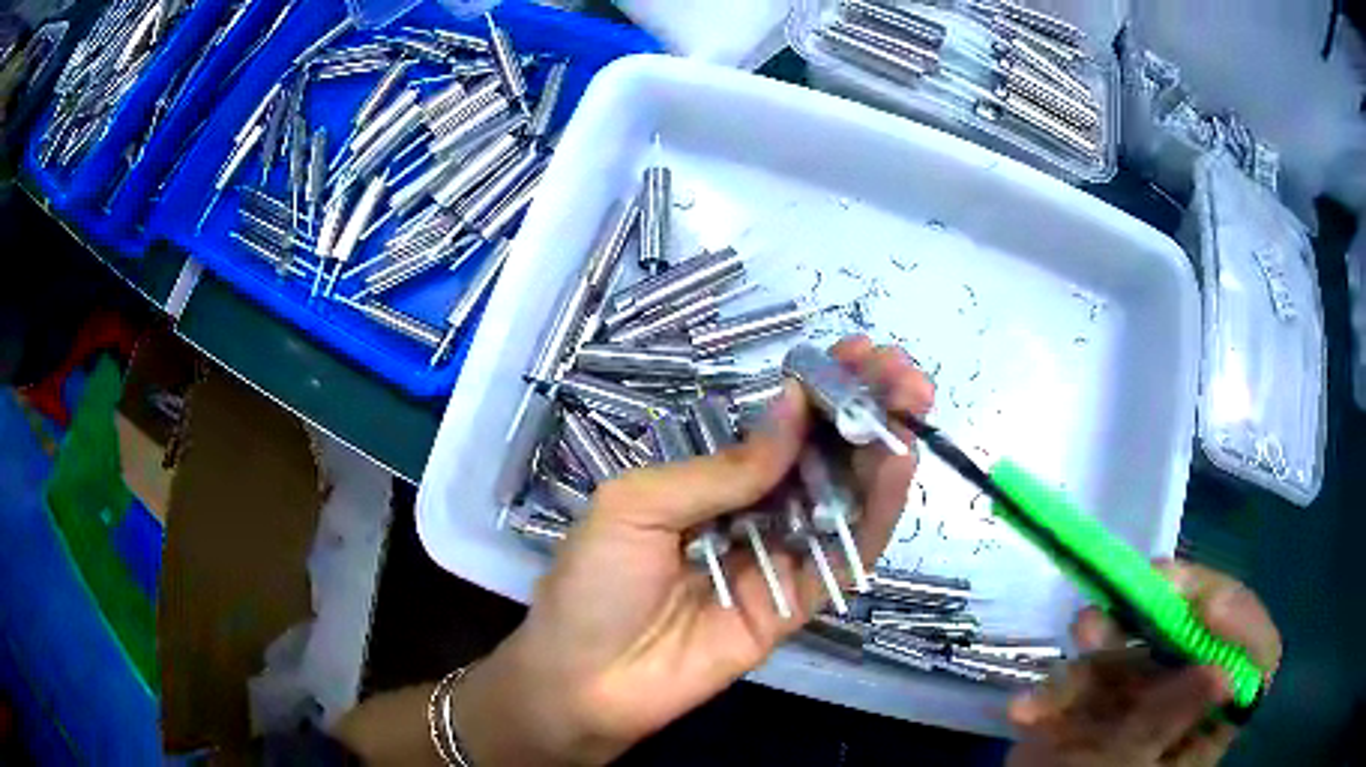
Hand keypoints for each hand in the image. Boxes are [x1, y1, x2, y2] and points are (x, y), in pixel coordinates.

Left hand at [454, 337, 933, 765]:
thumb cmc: (593, 584)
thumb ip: (722, 469)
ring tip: (911, 406)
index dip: (820, 389)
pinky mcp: (798, 605)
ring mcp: (780, 559)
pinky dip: (875, 515)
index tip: (860, 352)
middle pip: (822, 457)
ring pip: (842, 500)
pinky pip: (843, 556)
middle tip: (903, 373)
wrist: (585, 680)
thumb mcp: (637, 505)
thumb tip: (794, 409)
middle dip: (864, 409)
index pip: (780, 426)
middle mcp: (754, 514)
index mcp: (711, 483)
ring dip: (881, 452)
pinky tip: (896, 469)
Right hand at [1007, 561, 1280, 766]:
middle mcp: (1190, 694)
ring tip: (1084, 628)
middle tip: (1148, 582)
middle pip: (1201, 629)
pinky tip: (1031, 708)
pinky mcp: (1101, 693)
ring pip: (1141, 640)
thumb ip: (1168, 720)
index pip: (1257, 655)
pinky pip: (1088, 669)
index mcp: (1214, 719)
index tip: (1207, 606)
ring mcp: (1146, 692)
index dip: (1242, 622)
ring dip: (1108, 632)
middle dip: (1171, 604)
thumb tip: (1223, 671)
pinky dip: (1058, 683)